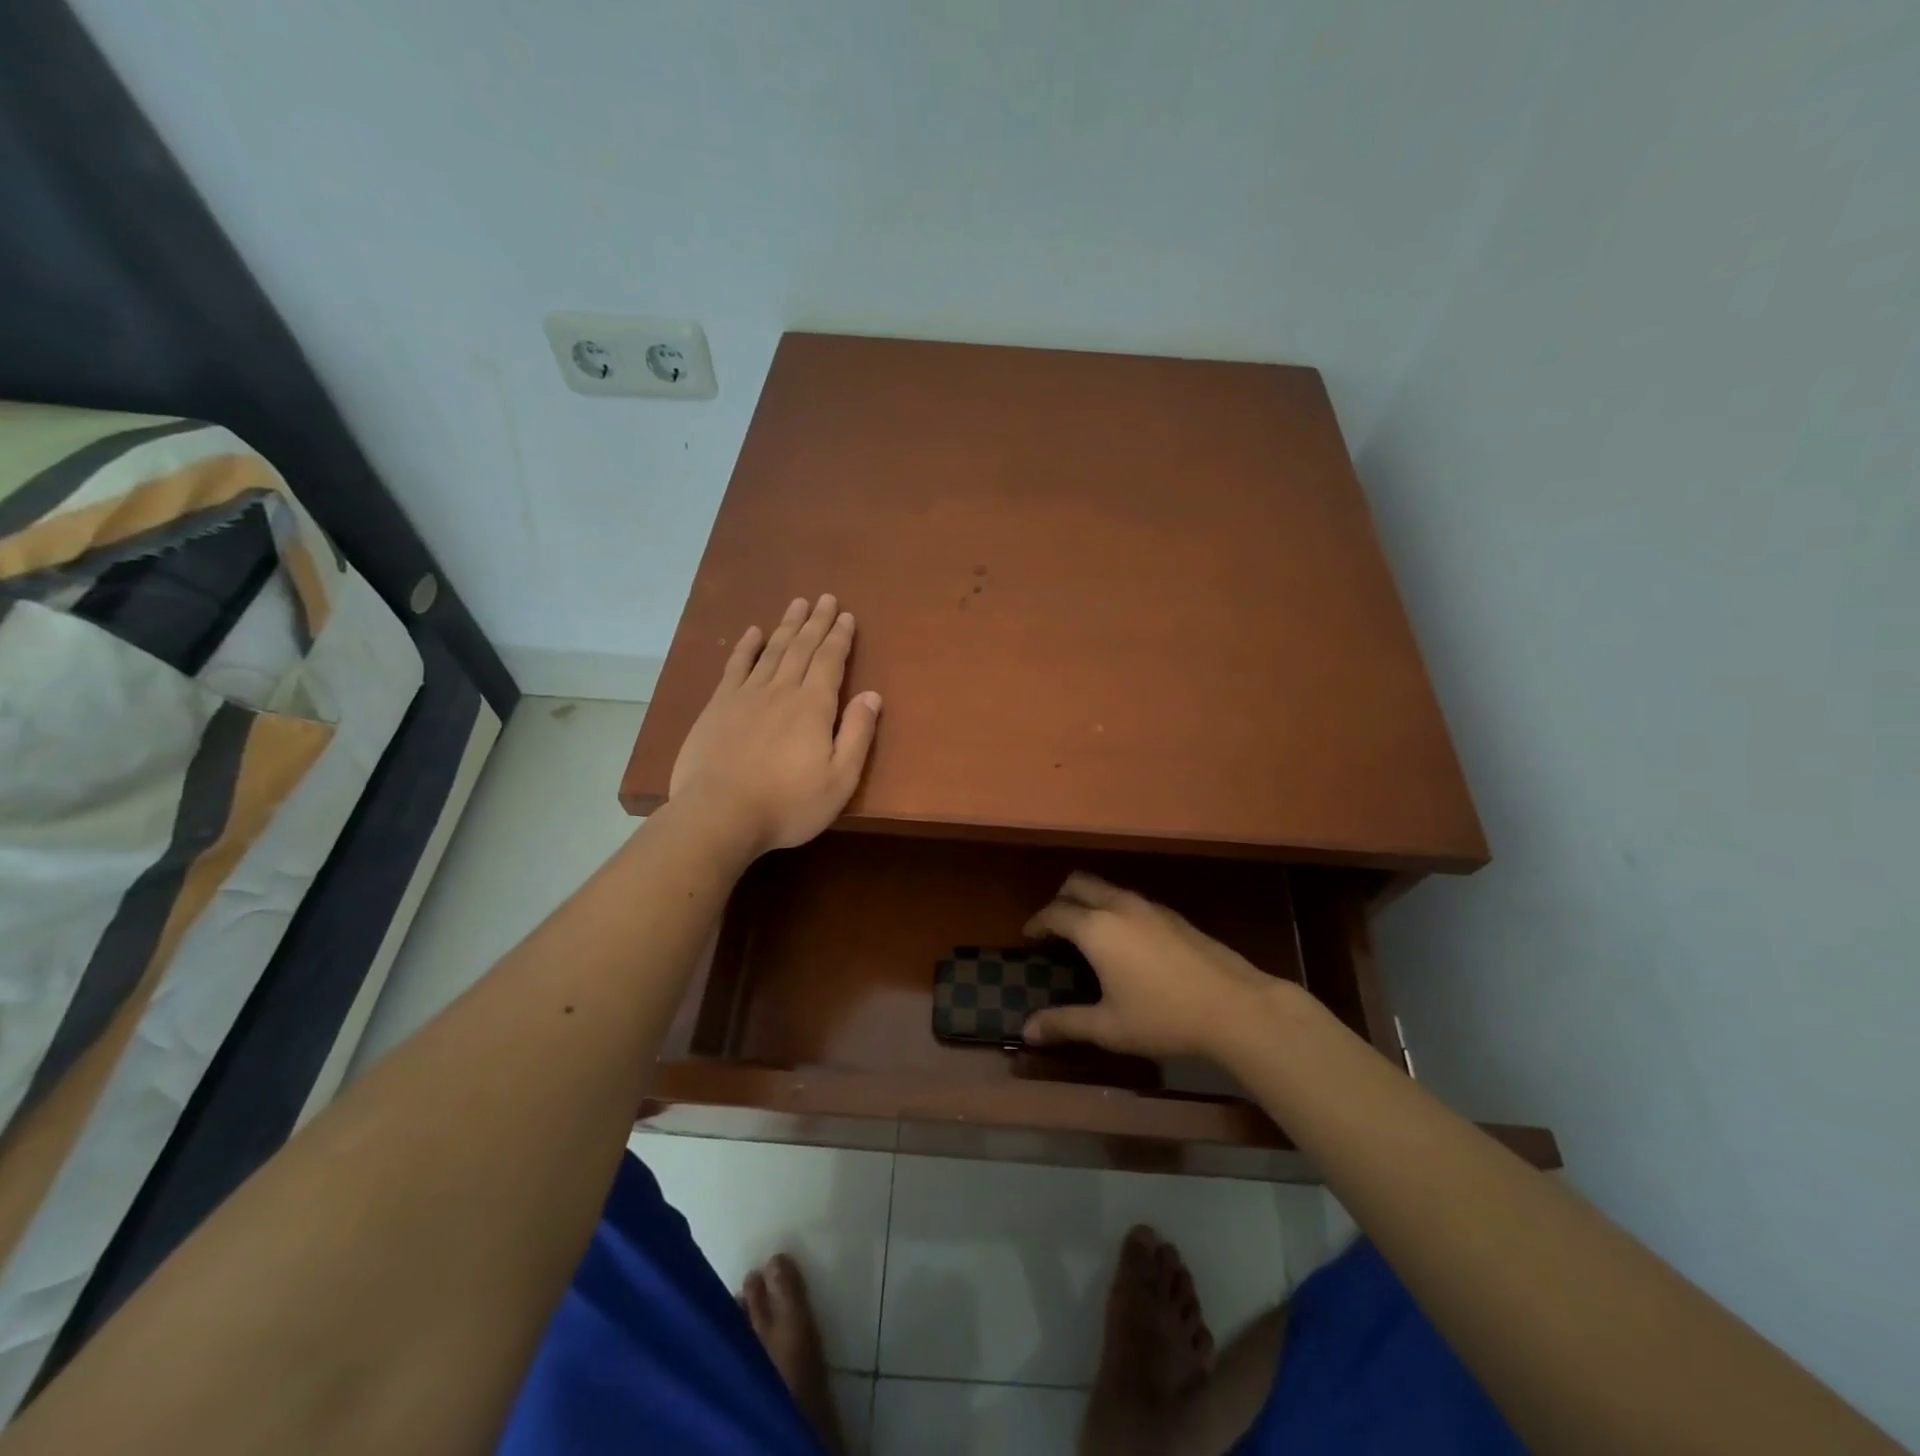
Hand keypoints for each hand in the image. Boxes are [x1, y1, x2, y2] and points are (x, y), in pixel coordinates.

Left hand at [668, 594, 881, 855]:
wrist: (719, 814)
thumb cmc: (788, 803)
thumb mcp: (839, 779)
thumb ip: (858, 734)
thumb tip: (873, 695)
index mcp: (814, 706)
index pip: (830, 661)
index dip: (839, 637)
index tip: (846, 616)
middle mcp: (781, 690)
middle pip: (802, 648)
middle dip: (816, 622)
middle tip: (825, 598)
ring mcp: (746, 695)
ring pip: (772, 651)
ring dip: (787, 626)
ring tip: (797, 604)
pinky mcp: (718, 706)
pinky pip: (736, 666)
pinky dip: (746, 647)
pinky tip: (753, 633)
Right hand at [1021, 872, 1293, 1059]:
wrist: (1235, 1007)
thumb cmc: (1163, 1018)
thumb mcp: (1108, 1027)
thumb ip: (1065, 1024)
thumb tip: (1027, 1031)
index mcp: (1096, 928)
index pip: (1055, 913)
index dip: (1037, 922)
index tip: (1028, 935)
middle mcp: (1119, 906)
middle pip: (1078, 883)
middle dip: (1060, 899)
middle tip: (1053, 926)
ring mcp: (1149, 907)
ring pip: (1107, 887)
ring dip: (1089, 901)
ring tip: (1086, 932)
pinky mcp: (1173, 915)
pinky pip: (1130, 900)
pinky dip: (1114, 908)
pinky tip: (1125, 942)